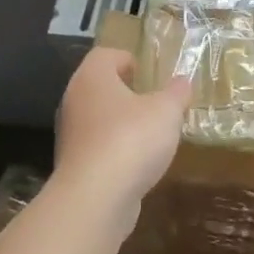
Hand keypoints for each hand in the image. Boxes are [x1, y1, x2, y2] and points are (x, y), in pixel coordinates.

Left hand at [54, 46, 190, 205]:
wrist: (96, 198)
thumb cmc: (131, 139)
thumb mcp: (166, 111)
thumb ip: (176, 93)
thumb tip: (182, 82)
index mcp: (92, 78)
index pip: (105, 55)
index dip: (127, 58)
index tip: (148, 72)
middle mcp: (74, 101)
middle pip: (99, 87)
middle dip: (126, 92)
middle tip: (154, 101)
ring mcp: (70, 135)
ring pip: (98, 119)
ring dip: (121, 123)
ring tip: (151, 134)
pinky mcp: (75, 166)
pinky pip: (98, 148)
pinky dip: (117, 150)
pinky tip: (139, 162)